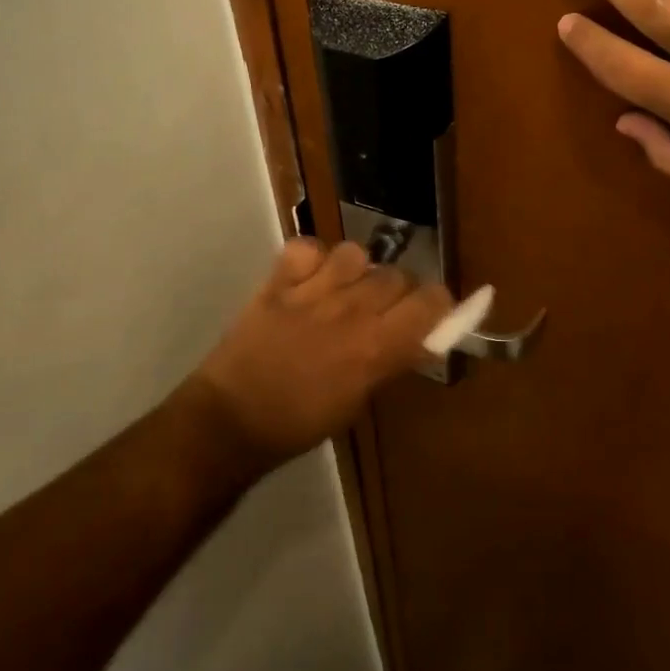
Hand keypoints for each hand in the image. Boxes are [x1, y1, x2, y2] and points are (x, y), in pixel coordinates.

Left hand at [189, 238, 451, 462]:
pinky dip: (310, 257)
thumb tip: (420, 339)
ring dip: (356, 270)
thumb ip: (391, 362)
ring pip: (356, 253)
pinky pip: (307, 247)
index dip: (437, 304)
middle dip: (397, 290)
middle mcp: (352, 311)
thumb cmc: (300, 423)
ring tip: (342, 288)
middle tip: (381, 310)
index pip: (432, 300)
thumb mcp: (358, 402)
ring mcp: (313, 291)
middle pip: (398, 274)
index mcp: (377, 347)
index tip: (428, 314)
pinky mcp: (278, 281)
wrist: (232, 421)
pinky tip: (306, 277)